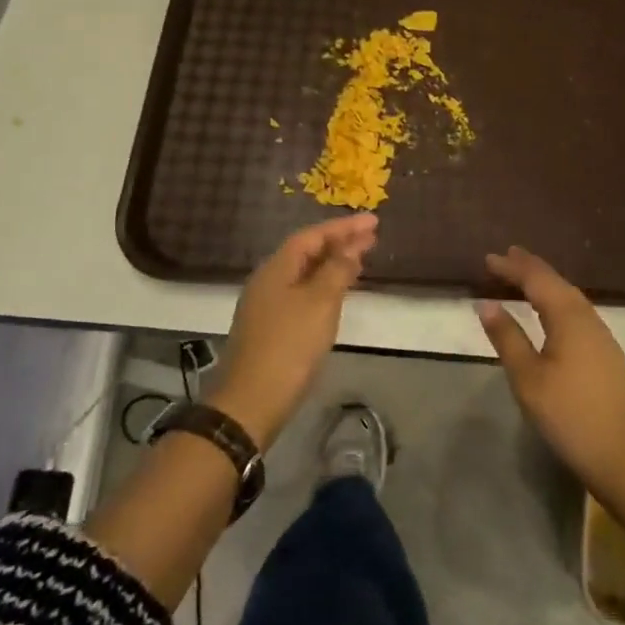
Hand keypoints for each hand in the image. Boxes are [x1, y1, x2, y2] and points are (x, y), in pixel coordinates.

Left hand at [207, 214, 377, 447]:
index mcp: (277, 268)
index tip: (373, 222)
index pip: (312, 235)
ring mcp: (266, 305)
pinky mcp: (270, 327)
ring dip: (332, 264)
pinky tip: (337, 294)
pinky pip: (301, 292)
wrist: (251, 402)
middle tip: (372, 238)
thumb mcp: (320, 303)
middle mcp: (268, 280)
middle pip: (306, 252)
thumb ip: (337, 271)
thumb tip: (350, 247)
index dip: (343, 227)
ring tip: (360, 260)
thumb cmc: (289, 347)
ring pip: (304, 273)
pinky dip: (323, 285)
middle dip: (339, 242)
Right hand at [477, 246, 624, 495]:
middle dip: (530, 269)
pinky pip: (576, 313)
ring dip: (545, 285)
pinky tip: (552, 314)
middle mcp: (587, 317)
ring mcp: (601, 336)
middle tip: (507, 257)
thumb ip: (507, 338)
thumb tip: (486, 303)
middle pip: (556, 283)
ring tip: (525, 280)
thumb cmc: (571, 414)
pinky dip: (556, 303)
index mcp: (568, 316)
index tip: (489, 258)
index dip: (512, 267)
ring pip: (569, 297)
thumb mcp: (528, 378)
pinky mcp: (607, 354)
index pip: (537, 279)